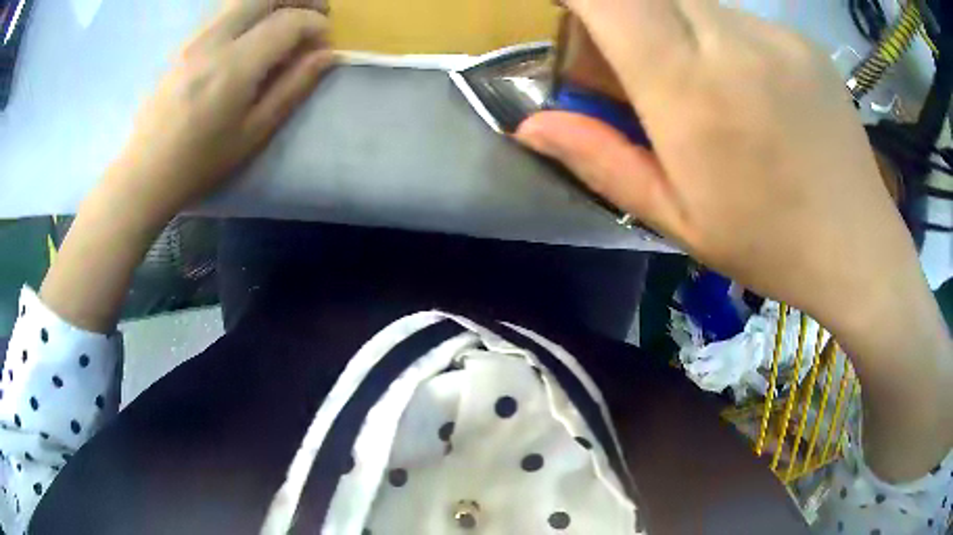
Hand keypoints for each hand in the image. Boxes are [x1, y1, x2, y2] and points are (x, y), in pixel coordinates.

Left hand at [103, 0, 334, 226]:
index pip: (287, 22)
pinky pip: (224, 12)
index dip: (315, 25)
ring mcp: (194, 39)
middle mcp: (213, 41)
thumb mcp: (253, 133)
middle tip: (317, 12)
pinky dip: (250, 11)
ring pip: (241, 0)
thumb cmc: (200, 163)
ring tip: (290, 17)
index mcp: (233, 67)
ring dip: (273, 1)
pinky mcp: (183, 44)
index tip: (325, 42)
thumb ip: (292, 87)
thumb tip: (326, 55)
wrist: (145, 173)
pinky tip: (256, 30)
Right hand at [521, 0, 901, 332]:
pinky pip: (736, 17)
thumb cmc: (768, 246)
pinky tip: (746, 87)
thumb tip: (528, 126)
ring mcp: (773, 34)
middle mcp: (730, 41)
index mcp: (691, 90)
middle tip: (632, 62)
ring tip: (698, 83)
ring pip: (693, 1)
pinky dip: (718, 36)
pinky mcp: (799, 39)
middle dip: (622, 12)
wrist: (858, 247)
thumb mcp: (676, 219)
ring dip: (672, 25)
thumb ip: (600, 159)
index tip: (571, 12)